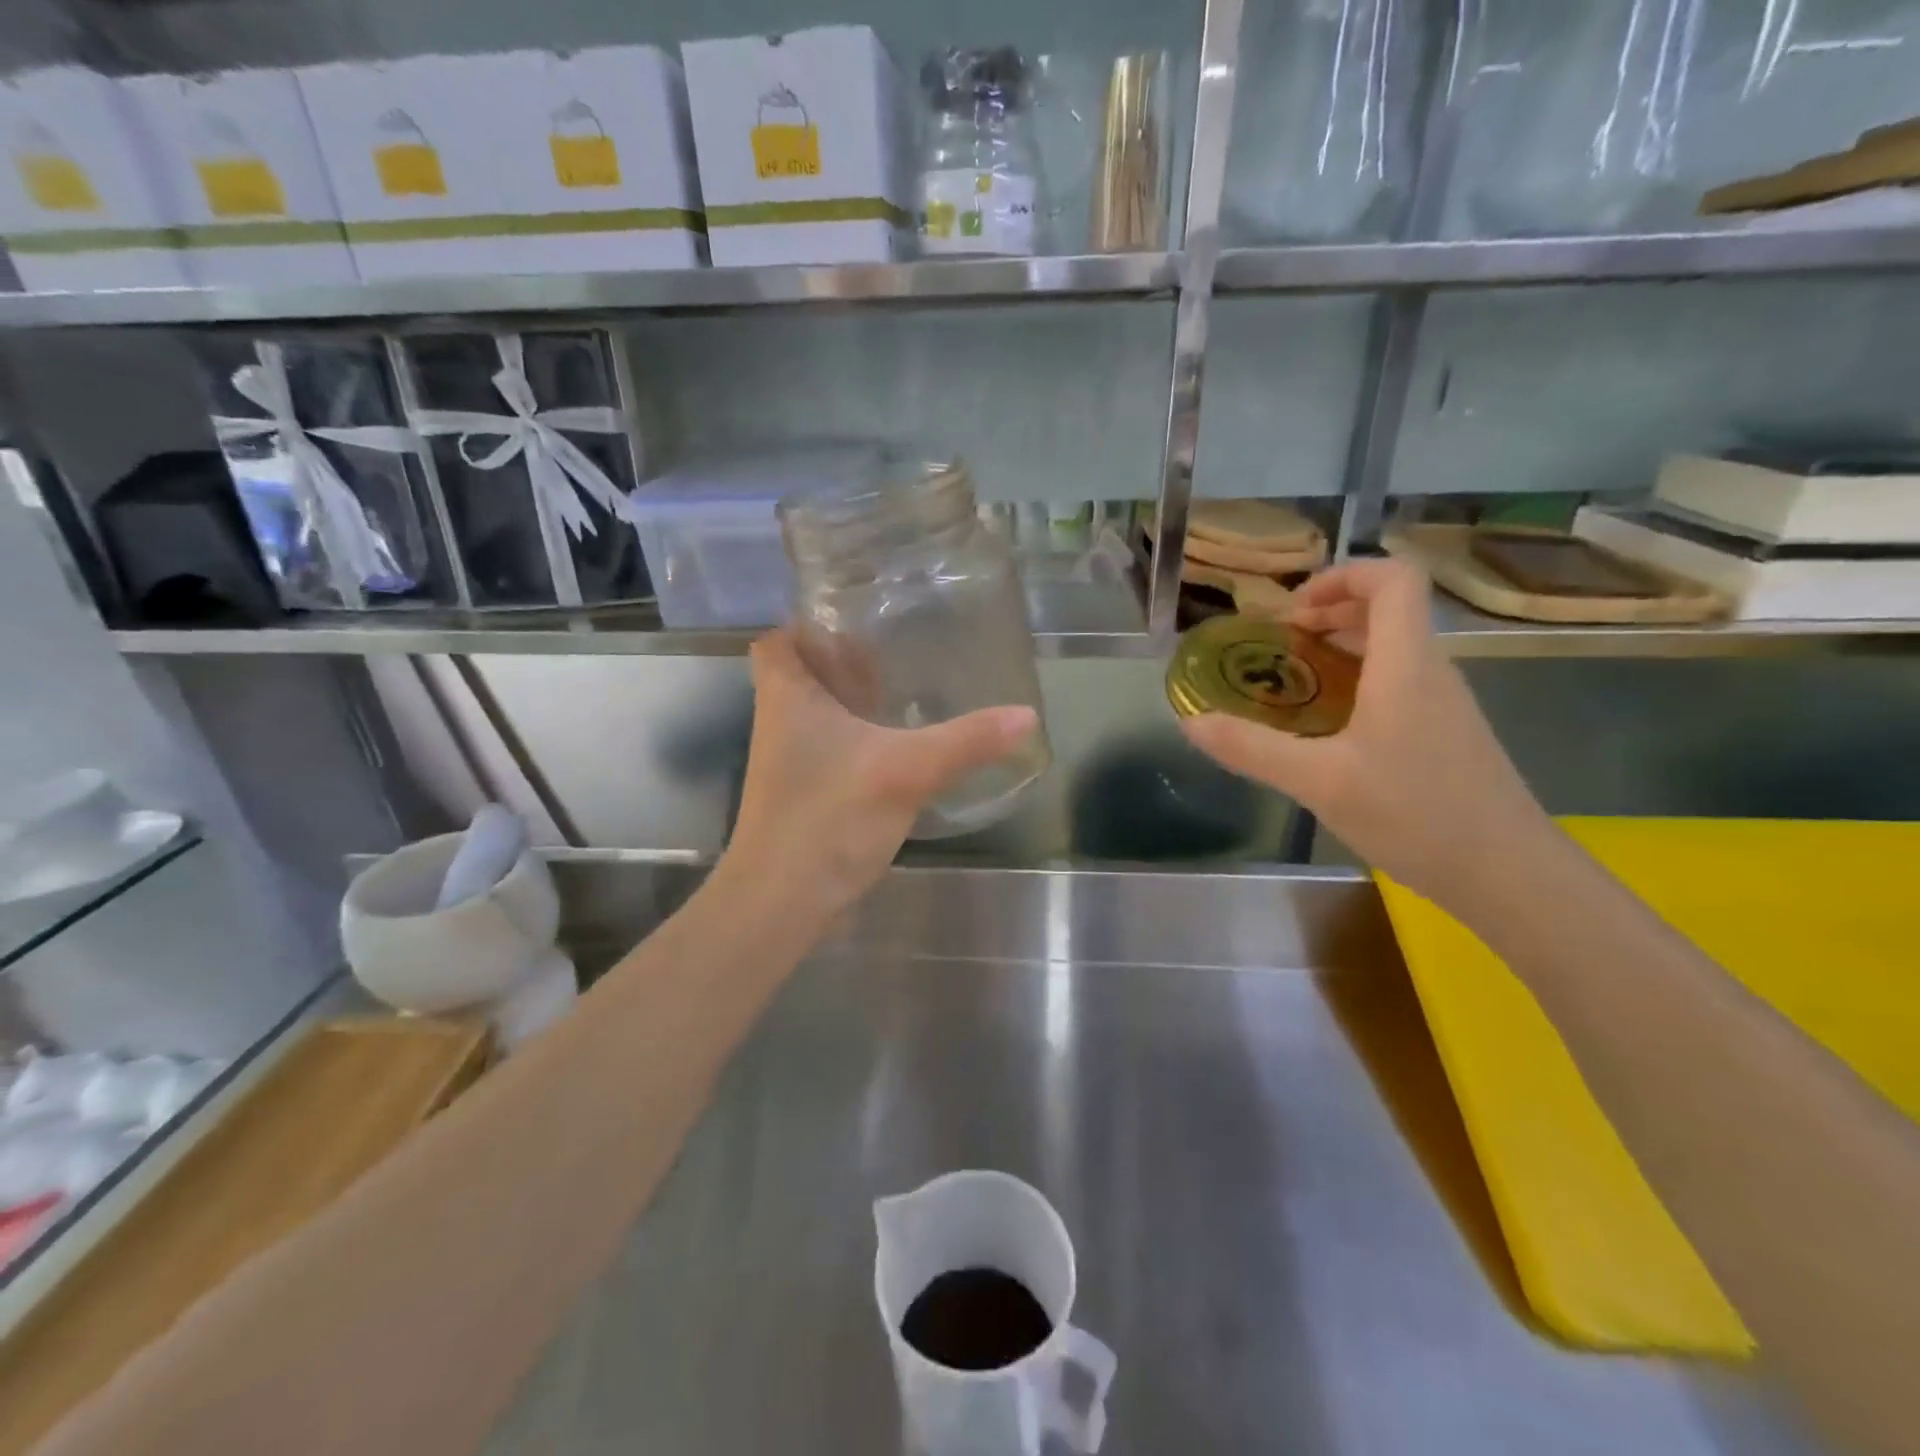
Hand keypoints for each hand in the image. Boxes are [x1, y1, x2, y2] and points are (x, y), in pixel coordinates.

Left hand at [718, 629, 1038, 924]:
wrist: (784, 901)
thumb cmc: (829, 818)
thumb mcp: (906, 771)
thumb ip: (967, 741)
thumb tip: (1026, 715)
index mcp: (787, 697)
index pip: (778, 639)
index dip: (808, 623)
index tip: (854, 616)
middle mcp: (780, 721)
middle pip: (803, 672)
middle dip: (843, 658)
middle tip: (896, 646)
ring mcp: (792, 761)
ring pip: (820, 713)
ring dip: (854, 699)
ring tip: (908, 686)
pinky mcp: (806, 794)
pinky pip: (832, 749)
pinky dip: (860, 739)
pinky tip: (902, 745)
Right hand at [1180, 559, 1551, 907]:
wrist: (1507, 875)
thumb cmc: (1416, 814)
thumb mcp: (1319, 781)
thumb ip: (1251, 748)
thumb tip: (1192, 722)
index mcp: (1406, 664)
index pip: (1393, 578)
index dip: (1340, 575)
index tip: (1290, 610)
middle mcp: (1431, 671)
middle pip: (1389, 608)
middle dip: (1329, 610)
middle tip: (1279, 643)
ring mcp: (1443, 703)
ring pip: (1393, 647)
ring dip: (1341, 646)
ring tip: (1293, 679)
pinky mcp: (1445, 733)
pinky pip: (1398, 682)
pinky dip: (1357, 681)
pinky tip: (1327, 727)